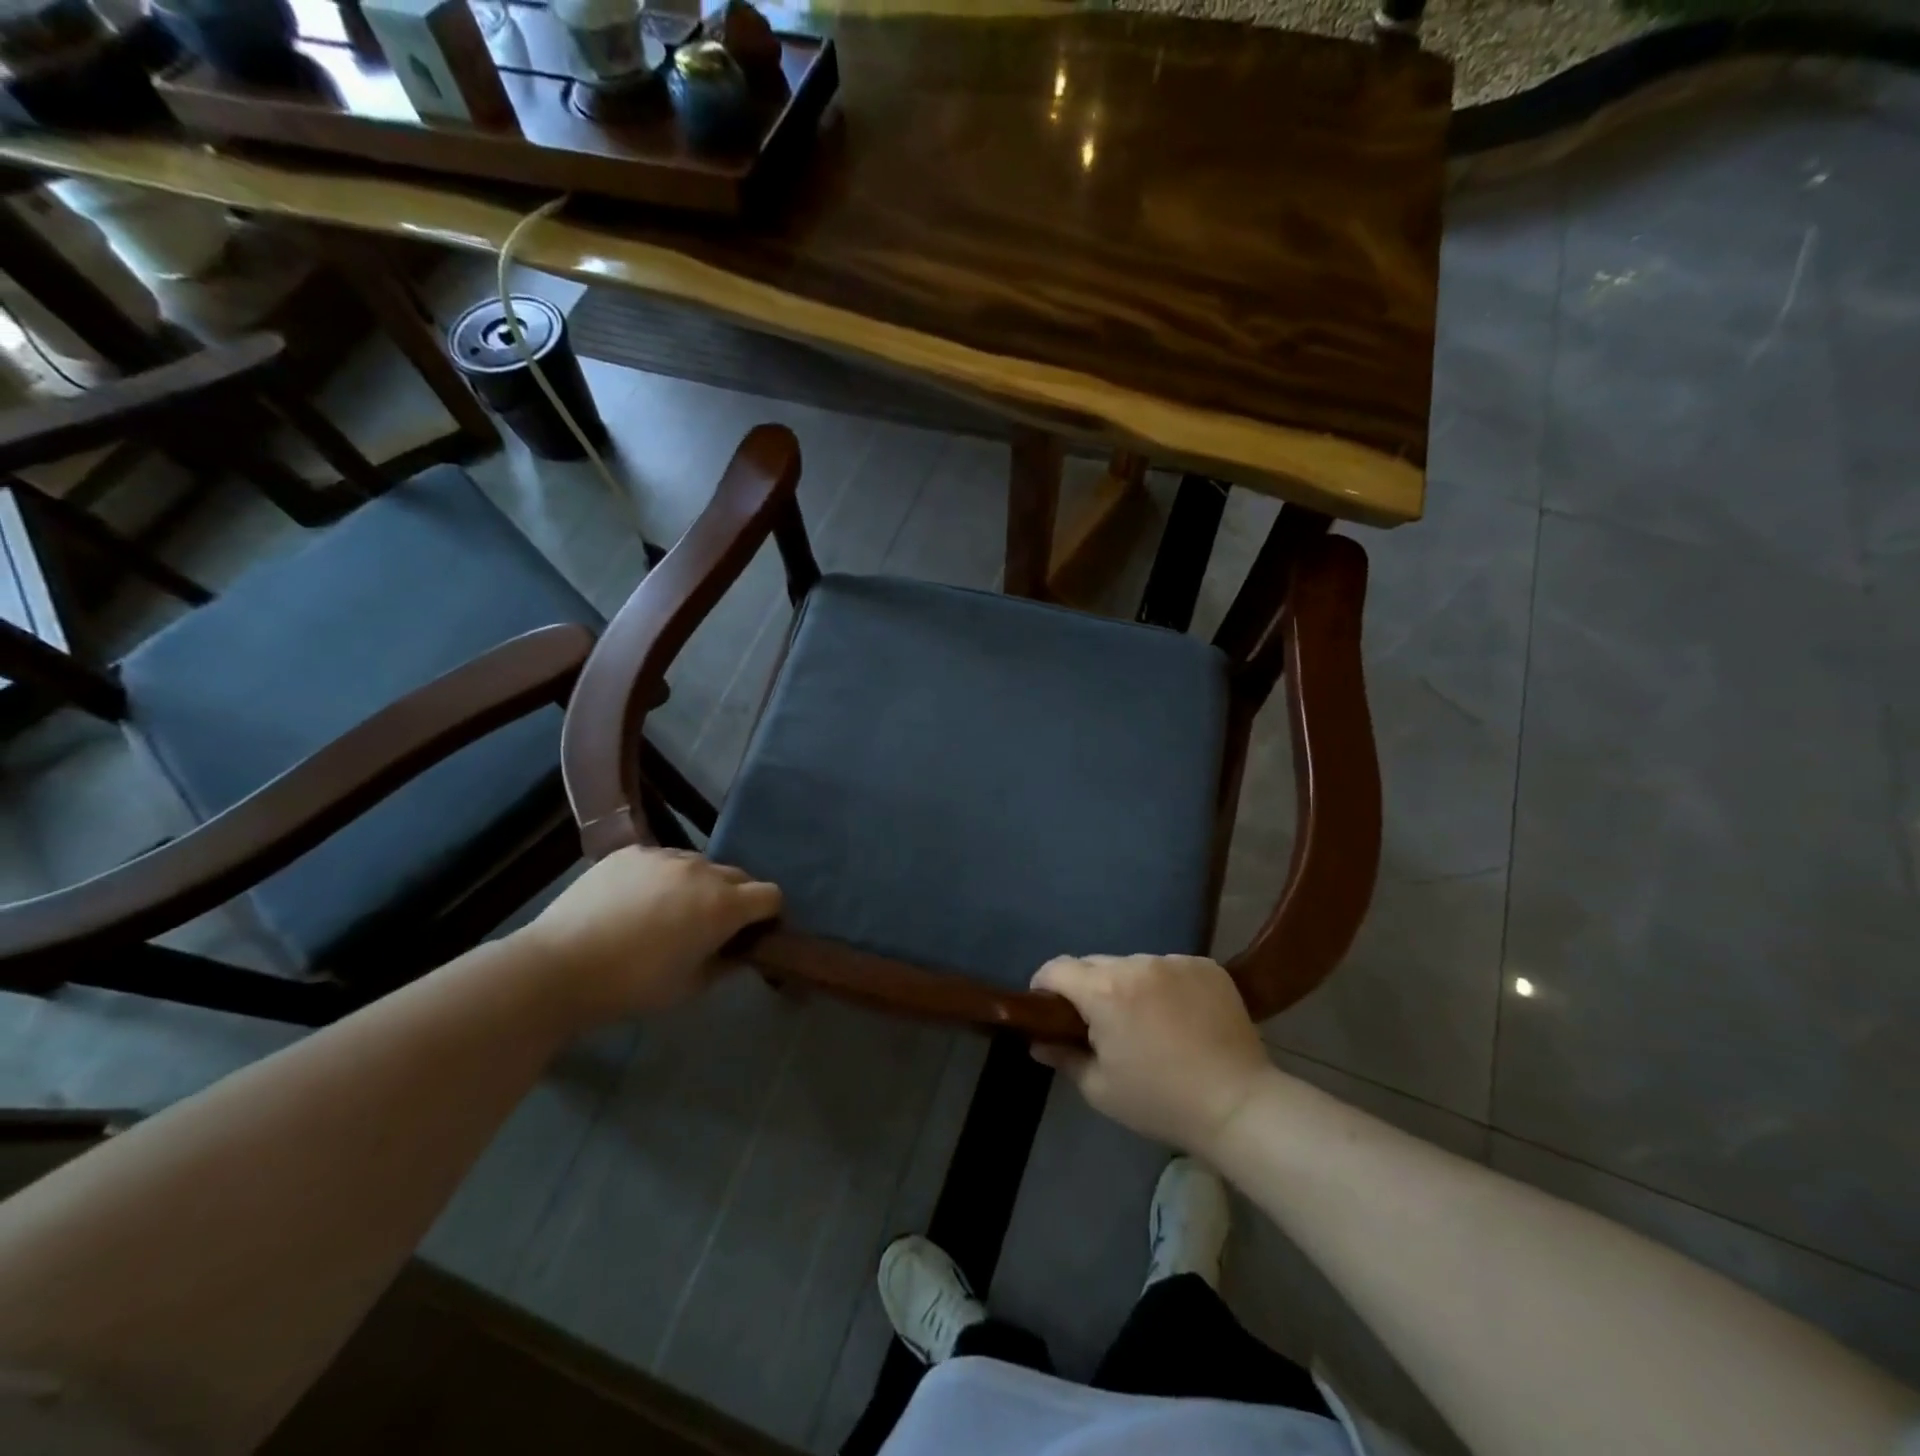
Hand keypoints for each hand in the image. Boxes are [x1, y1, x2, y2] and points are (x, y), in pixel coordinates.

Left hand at [515, 847, 780, 1025]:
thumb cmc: (633, 985)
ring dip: (700, 885)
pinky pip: (662, 859)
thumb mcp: (691, 987)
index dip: (769, 915)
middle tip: (713, 927)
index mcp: (724, 905)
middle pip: (739, 876)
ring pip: (700, 864)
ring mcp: (664, 856)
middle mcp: (702, 870)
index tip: (755, 934)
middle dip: (737, 898)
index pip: (771, 895)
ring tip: (670, 911)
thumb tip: (741, 952)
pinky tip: (637, 901)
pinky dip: (663, 877)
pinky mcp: (631, 852)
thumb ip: (726, 963)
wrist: (559, 967)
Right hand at [1030, 954, 1272, 1155]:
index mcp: (1104, 991)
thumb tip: (1038, 1042)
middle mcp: (1137, 964)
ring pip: (1135, 965)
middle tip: (1102, 1025)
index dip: (1044, 985)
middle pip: (1096, 964)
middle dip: (1089, 988)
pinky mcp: (1206, 966)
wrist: (1238, 1105)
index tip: (1049, 1009)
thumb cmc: (1160, 1101)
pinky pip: (1170, 968)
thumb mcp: (1100, 1089)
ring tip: (1149, 1022)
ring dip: (1130, 986)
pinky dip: (1166, 985)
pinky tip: (1181, 1016)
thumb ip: (1063, 1057)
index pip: (1057, 968)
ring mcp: (1175, 961)